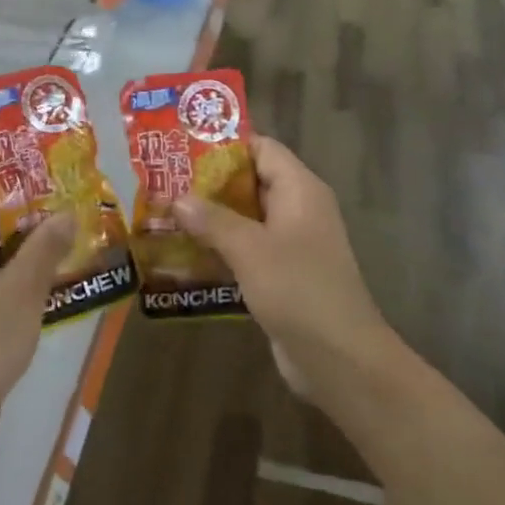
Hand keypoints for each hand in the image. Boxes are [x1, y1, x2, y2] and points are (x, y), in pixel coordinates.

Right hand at [173, 137, 386, 387]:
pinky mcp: (282, 274)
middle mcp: (298, 209)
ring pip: (245, 218)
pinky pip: (247, 249)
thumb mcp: (250, 249)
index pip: (261, 148)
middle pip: (250, 182)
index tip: (182, 148)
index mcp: (300, 190)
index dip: (224, 145)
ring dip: (210, 219)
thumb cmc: (298, 289)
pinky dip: (220, 248)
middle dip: (208, 183)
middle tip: (164, 183)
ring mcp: (291, 244)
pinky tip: (184, 254)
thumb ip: (212, 220)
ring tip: (165, 215)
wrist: (340, 360)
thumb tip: (178, 199)